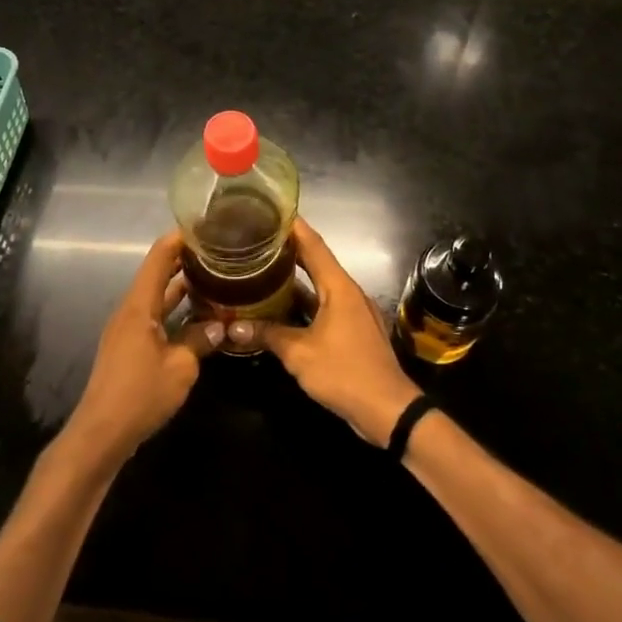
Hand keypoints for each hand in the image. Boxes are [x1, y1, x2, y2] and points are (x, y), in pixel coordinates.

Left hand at [64, 231, 222, 466]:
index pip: (159, 257)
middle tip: (218, 251)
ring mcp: (127, 329)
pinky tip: (197, 316)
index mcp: (139, 305)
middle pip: (157, 273)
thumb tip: (221, 325)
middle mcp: (130, 310)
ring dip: (181, 286)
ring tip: (214, 276)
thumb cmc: (140, 394)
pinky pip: (154, 316)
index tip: (206, 226)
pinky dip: (175, 309)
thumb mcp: (181, 367)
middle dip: (185, 259)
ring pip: (156, 296)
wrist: (101, 434)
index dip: (180, 238)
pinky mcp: (129, 347)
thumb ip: (201, 340)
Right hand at [263, 218, 421, 446]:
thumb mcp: (299, 354)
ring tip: (262, 269)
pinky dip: (304, 303)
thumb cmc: (344, 372)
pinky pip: (324, 307)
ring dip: (294, 279)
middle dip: (288, 251)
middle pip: (316, 262)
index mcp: (338, 287)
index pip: (313, 245)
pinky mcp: (352, 331)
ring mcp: (352, 312)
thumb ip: (267, 335)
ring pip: (319, 287)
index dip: (293, 226)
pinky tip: (281, 309)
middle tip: (257, 240)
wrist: (388, 410)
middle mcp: (347, 292)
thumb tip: (232, 326)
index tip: (270, 210)